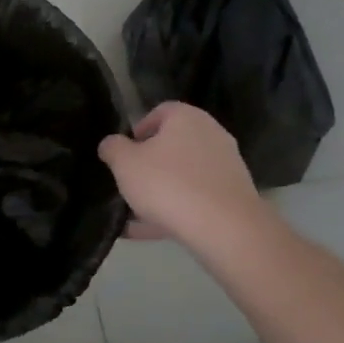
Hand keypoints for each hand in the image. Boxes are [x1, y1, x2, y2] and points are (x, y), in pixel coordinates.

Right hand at [98, 102, 264, 245]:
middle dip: (149, 162)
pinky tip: (149, 230)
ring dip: (160, 190)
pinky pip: (195, 199)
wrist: (224, 228)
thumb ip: (113, 148)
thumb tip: (111, 143)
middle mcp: (211, 135)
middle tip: (129, 181)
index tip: (124, 151)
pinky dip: (174, 210)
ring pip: (183, 175)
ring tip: (134, 213)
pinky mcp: (232, 197)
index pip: (160, 111)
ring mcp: (225, 167)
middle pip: (173, 144)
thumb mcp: (125, 163)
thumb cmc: (168, 183)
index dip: (138, 129)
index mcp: (187, 118)